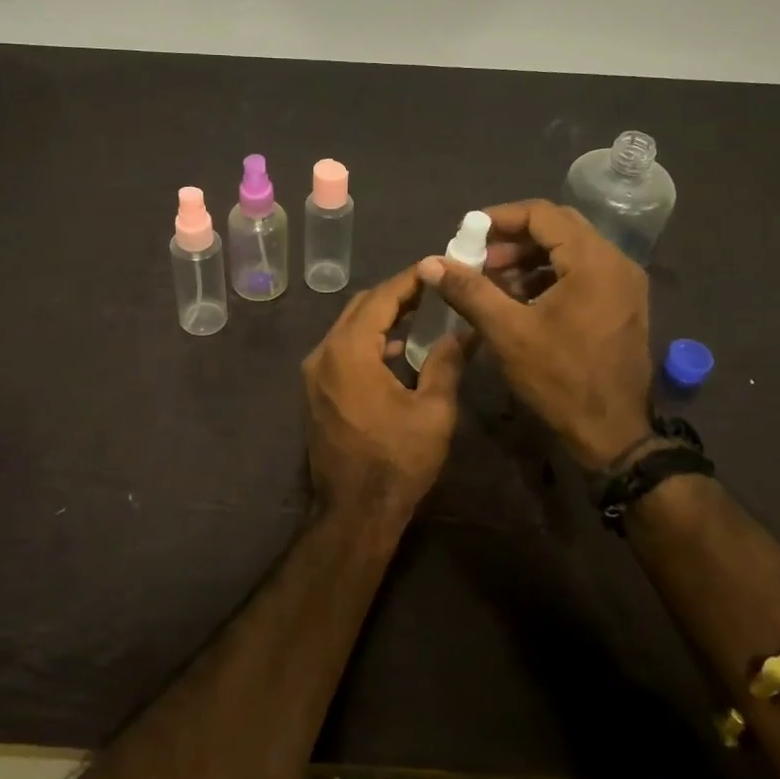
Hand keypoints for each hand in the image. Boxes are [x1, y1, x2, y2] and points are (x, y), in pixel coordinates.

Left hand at [302, 265, 469, 538]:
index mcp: (349, 351)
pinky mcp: (315, 390)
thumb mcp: (433, 411)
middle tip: (433, 289)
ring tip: (421, 314)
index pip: (381, 298)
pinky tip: (397, 351)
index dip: (411, 279)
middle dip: (396, 294)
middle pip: (360, 307)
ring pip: (349, 327)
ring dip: (382, 317)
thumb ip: (447, 362)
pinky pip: (342, 349)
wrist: (354, 512)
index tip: (438, 266)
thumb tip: (464, 330)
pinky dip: (368, 340)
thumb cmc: (397, 461)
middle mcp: (323, 353)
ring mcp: (314, 373)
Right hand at [417, 199, 651, 469]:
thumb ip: (469, 290)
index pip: (543, 214)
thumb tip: (430, 263)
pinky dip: (549, 275)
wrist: (612, 434)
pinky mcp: (622, 304)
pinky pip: (582, 272)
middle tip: (479, 257)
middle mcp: (616, 263)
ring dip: (530, 257)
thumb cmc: (560, 379)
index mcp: (593, 261)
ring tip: (494, 280)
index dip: (500, 218)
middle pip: (559, 227)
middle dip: (513, 238)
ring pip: (571, 250)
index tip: (468, 234)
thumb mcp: (507, 332)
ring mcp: (624, 284)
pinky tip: (520, 299)